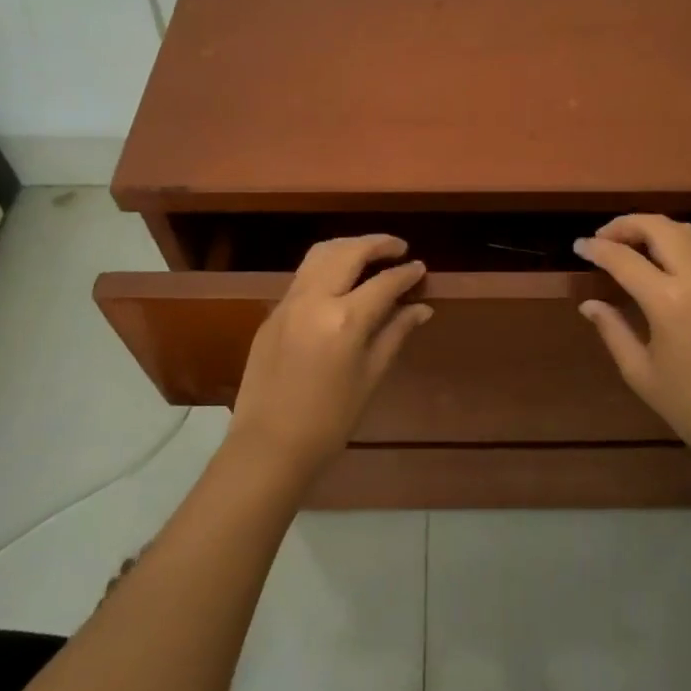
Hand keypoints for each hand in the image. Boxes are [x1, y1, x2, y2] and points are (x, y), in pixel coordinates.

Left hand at [228, 235, 432, 478]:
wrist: (269, 446)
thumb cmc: (330, 421)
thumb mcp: (370, 377)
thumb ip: (395, 333)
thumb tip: (421, 307)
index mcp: (344, 320)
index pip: (383, 283)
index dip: (406, 273)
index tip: (421, 268)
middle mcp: (314, 300)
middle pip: (348, 253)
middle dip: (377, 244)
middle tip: (399, 248)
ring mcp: (288, 303)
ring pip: (320, 255)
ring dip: (348, 247)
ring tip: (370, 253)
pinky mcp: (272, 313)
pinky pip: (303, 276)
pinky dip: (327, 266)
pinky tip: (340, 280)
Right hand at [573, 215, 690, 472]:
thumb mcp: (641, 373)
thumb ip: (613, 331)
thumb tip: (590, 304)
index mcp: (670, 301)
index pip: (625, 259)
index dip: (597, 249)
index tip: (578, 247)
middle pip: (660, 227)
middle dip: (626, 225)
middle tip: (602, 239)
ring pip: (685, 232)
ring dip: (652, 228)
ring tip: (628, 244)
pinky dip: (673, 244)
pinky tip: (658, 265)